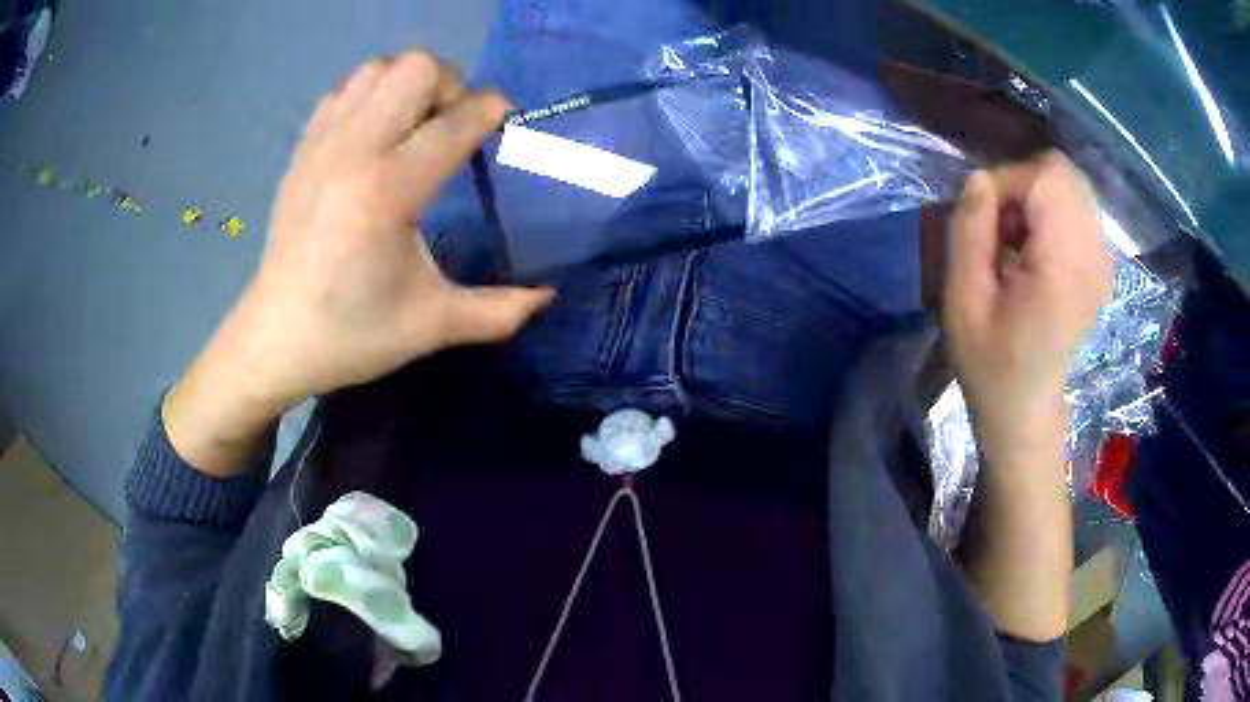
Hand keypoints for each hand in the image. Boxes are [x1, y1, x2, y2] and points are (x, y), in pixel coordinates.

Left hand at [165, 54, 551, 475]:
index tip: (505, 122)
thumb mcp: (431, 326)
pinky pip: (343, 91)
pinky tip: (374, 135)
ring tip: (414, 126)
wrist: (274, 338)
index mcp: (388, 191)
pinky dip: (369, 95)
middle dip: (449, 86)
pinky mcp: (302, 150)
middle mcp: (353, 152)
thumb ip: (497, 311)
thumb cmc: (351, 334)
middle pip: (415, 69)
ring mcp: (322, 145)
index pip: (455, 122)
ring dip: (407, 84)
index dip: (490, 112)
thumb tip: (547, 297)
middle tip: (452, 128)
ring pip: (377, 69)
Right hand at [943, 151, 1111, 467]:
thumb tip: (979, 178)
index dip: (1008, 182)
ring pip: (1072, 185)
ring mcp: (1103, 260)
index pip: (1046, 177)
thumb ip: (969, 230)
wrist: (1025, 407)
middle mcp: (1094, 256)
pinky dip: (1053, 212)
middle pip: (1064, 172)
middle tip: (1002, 229)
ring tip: (1018, 240)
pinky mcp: (1102, 264)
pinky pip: (1079, 206)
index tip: (985, 220)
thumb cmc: (990, 362)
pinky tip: (1037, 249)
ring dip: (1038, 198)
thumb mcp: (962, 300)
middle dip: (1024, 184)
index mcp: (1064, 268)